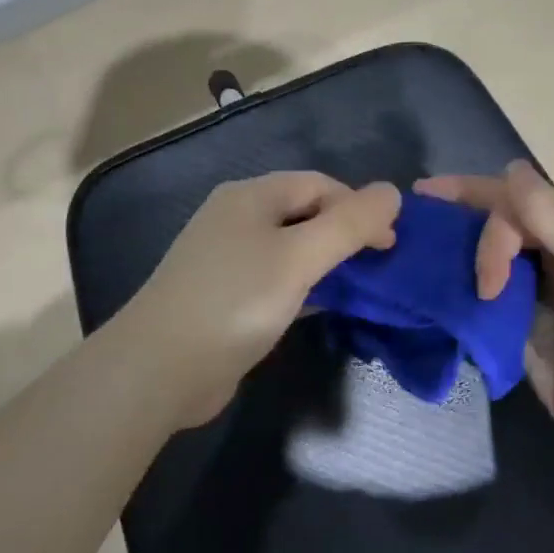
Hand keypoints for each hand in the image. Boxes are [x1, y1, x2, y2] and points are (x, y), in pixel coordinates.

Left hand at [120, 172, 400, 428]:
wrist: (160, 368)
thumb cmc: (235, 301)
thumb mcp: (299, 258)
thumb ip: (349, 224)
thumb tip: (393, 191)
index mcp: (250, 196)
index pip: (319, 184)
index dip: (358, 207)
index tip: (390, 244)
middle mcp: (237, 219)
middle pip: (304, 214)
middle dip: (345, 234)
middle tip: (380, 267)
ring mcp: (228, 260)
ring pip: (291, 250)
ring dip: (327, 263)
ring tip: (362, 287)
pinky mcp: (227, 297)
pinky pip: (277, 280)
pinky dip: (305, 288)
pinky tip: (325, 306)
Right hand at [415, 161, 553, 454]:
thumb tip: (510, 168)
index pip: (513, 200)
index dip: (471, 193)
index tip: (425, 196)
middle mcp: (550, 253)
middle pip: (493, 224)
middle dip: (457, 220)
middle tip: (418, 231)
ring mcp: (530, 291)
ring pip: (481, 257)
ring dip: (452, 253)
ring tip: (413, 255)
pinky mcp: (512, 325)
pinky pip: (477, 297)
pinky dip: (454, 289)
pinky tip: (428, 289)